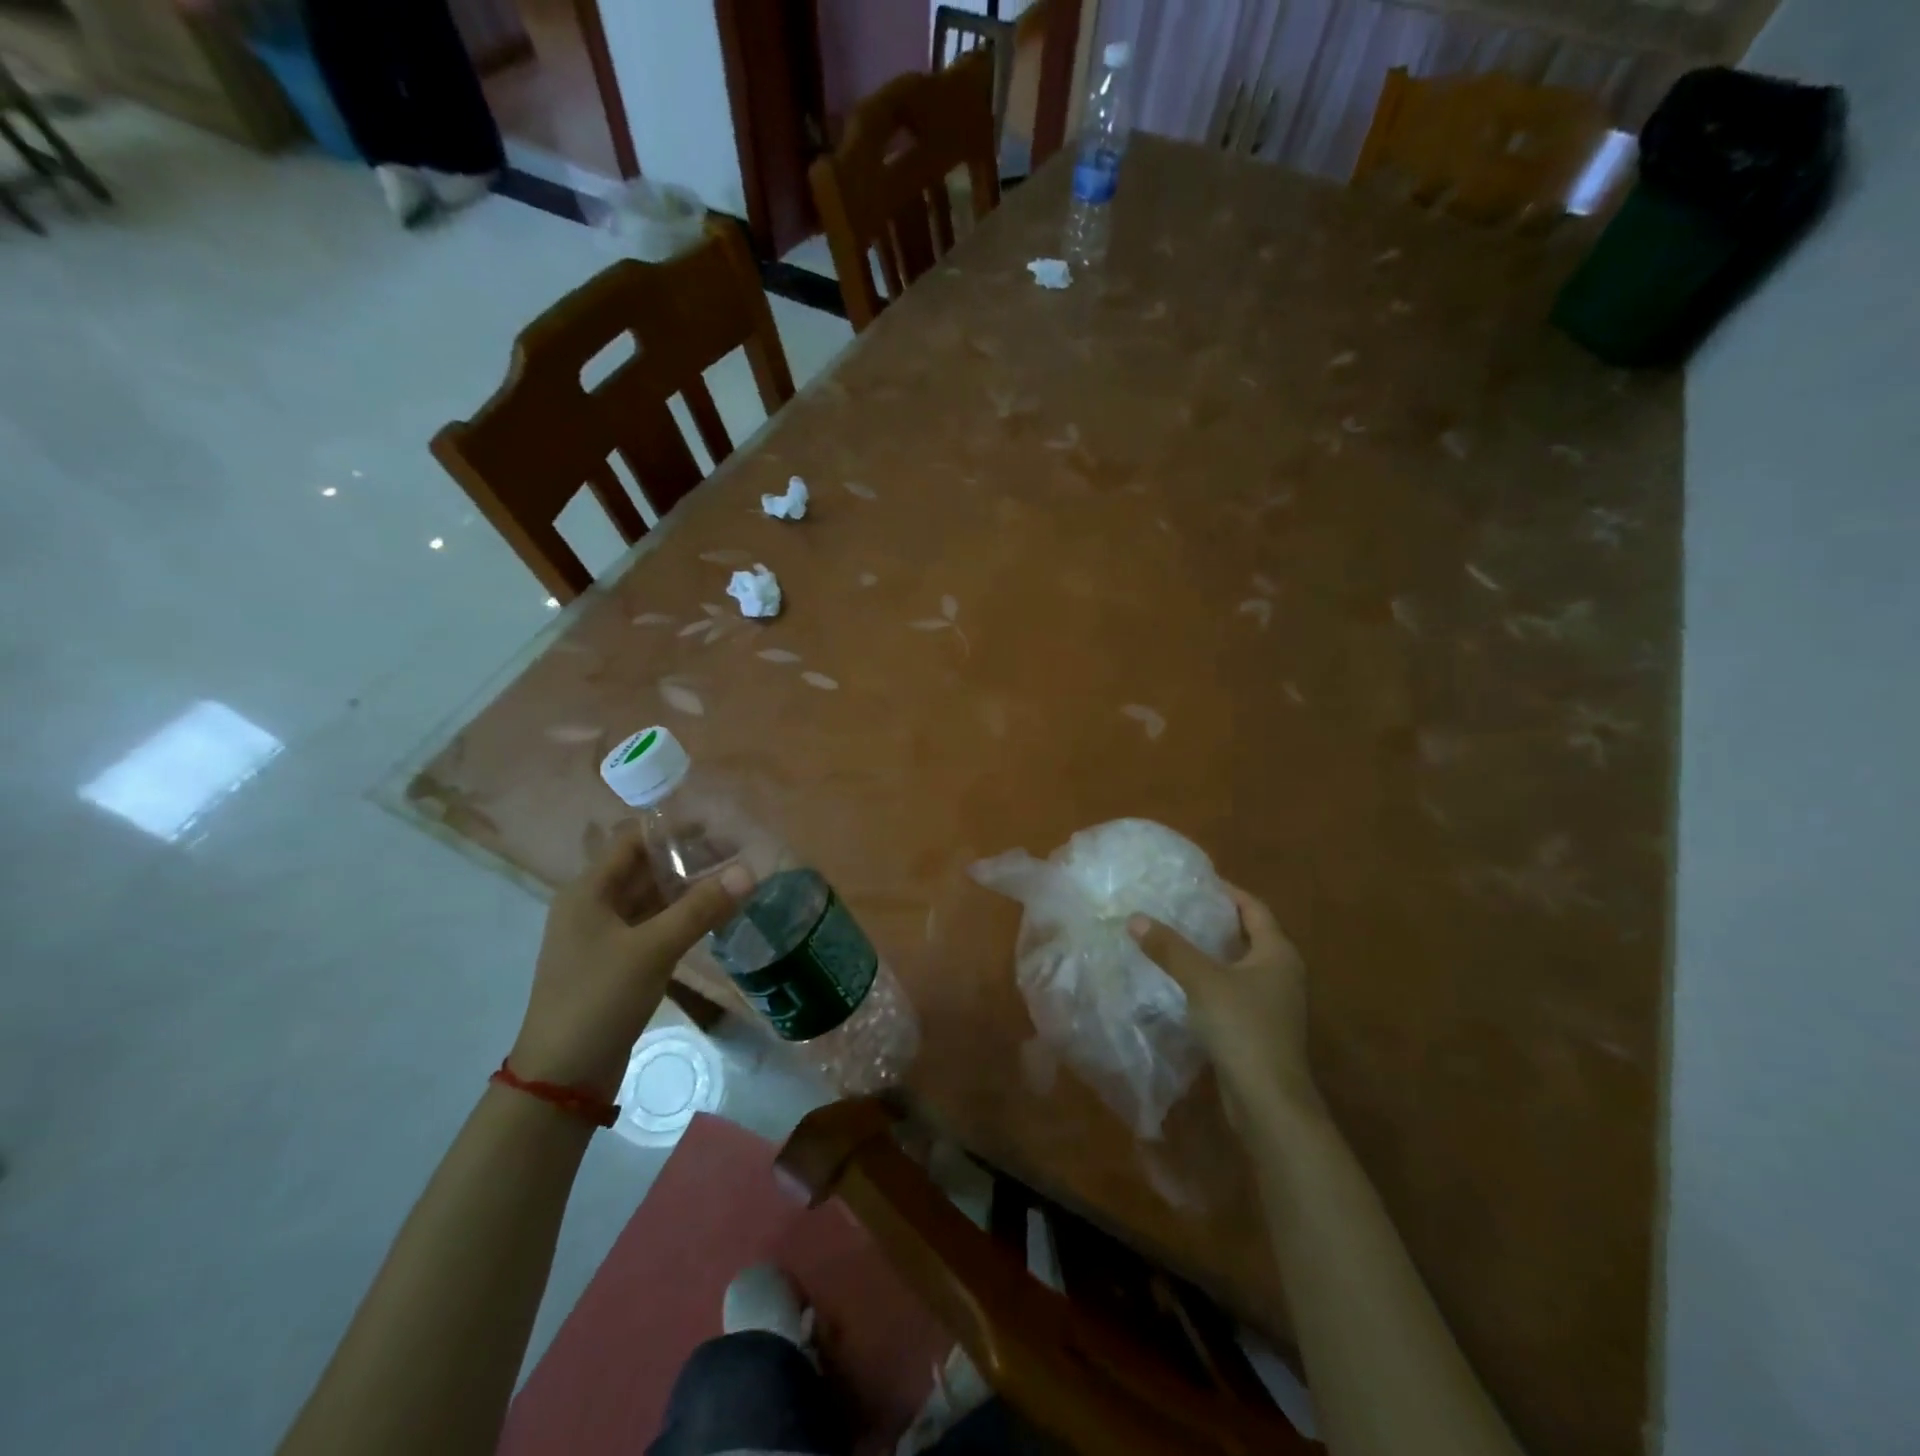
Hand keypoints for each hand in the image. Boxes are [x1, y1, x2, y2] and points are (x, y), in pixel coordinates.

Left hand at [510, 828, 752, 1096]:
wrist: (562, 1077)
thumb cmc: (599, 999)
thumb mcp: (652, 949)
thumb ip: (701, 908)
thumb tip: (750, 871)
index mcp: (588, 891)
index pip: (633, 840)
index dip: (673, 830)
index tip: (720, 827)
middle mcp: (593, 906)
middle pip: (644, 868)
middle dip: (688, 859)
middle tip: (737, 856)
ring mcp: (604, 937)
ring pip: (651, 898)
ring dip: (687, 889)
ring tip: (733, 882)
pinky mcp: (617, 963)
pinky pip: (653, 926)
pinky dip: (681, 917)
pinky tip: (713, 918)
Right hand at [1128, 884, 1322, 1125]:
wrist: (1269, 1102)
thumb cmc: (1243, 1028)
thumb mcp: (1202, 980)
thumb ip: (1170, 948)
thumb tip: (1135, 917)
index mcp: (1278, 953)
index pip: (1253, 908)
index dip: (1226, 891)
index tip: (1195, 880)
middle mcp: (1281, 973)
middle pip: (1247, 934)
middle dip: (1214, 920)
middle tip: (1177, 905)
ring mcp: (1273, 1003)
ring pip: (1238, 964)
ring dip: (1210, 951)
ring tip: (1172, 937)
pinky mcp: (1259, 1027)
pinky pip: (1233, 990)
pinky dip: (1210, 979)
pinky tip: (1181, 980)